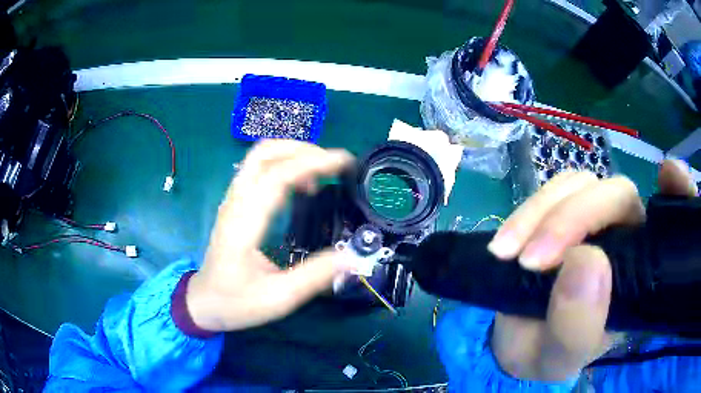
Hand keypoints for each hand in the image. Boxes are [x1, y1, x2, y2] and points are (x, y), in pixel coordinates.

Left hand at [185, 140, 353, 332]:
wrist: (203, 302)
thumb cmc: (236, 302)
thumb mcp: (278, 298)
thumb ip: (315, 276)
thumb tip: (353, 256)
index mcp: (244, 224)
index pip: (277, 176)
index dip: (312, 162)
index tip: (344, 162)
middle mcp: (235, 203)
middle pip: (264, 153)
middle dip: (302, 149)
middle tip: (332, 165)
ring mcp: (232, 200)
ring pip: (259, 157)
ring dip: (292, 155)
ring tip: (320, 174)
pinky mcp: (234, 204)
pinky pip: (257, 170)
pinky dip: (283, 165)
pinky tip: (300, 186)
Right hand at [487, 160, 697, 380]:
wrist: (516, 343)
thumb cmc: (549, 354)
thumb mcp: (561, 356)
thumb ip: (577, 325)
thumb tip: (585, 260)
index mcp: (639, 272)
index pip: (669, 222)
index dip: (679, 191)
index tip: (670, 176)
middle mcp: (624, 235)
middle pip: (615, 193)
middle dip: (575, 219)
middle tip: (532, 261)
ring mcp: (592, 219)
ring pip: (578, 184)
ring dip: (540, 214)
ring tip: (507, 255)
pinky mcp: (560, 212)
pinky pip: (549, 192)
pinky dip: (525, 212)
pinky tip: (504, 245)